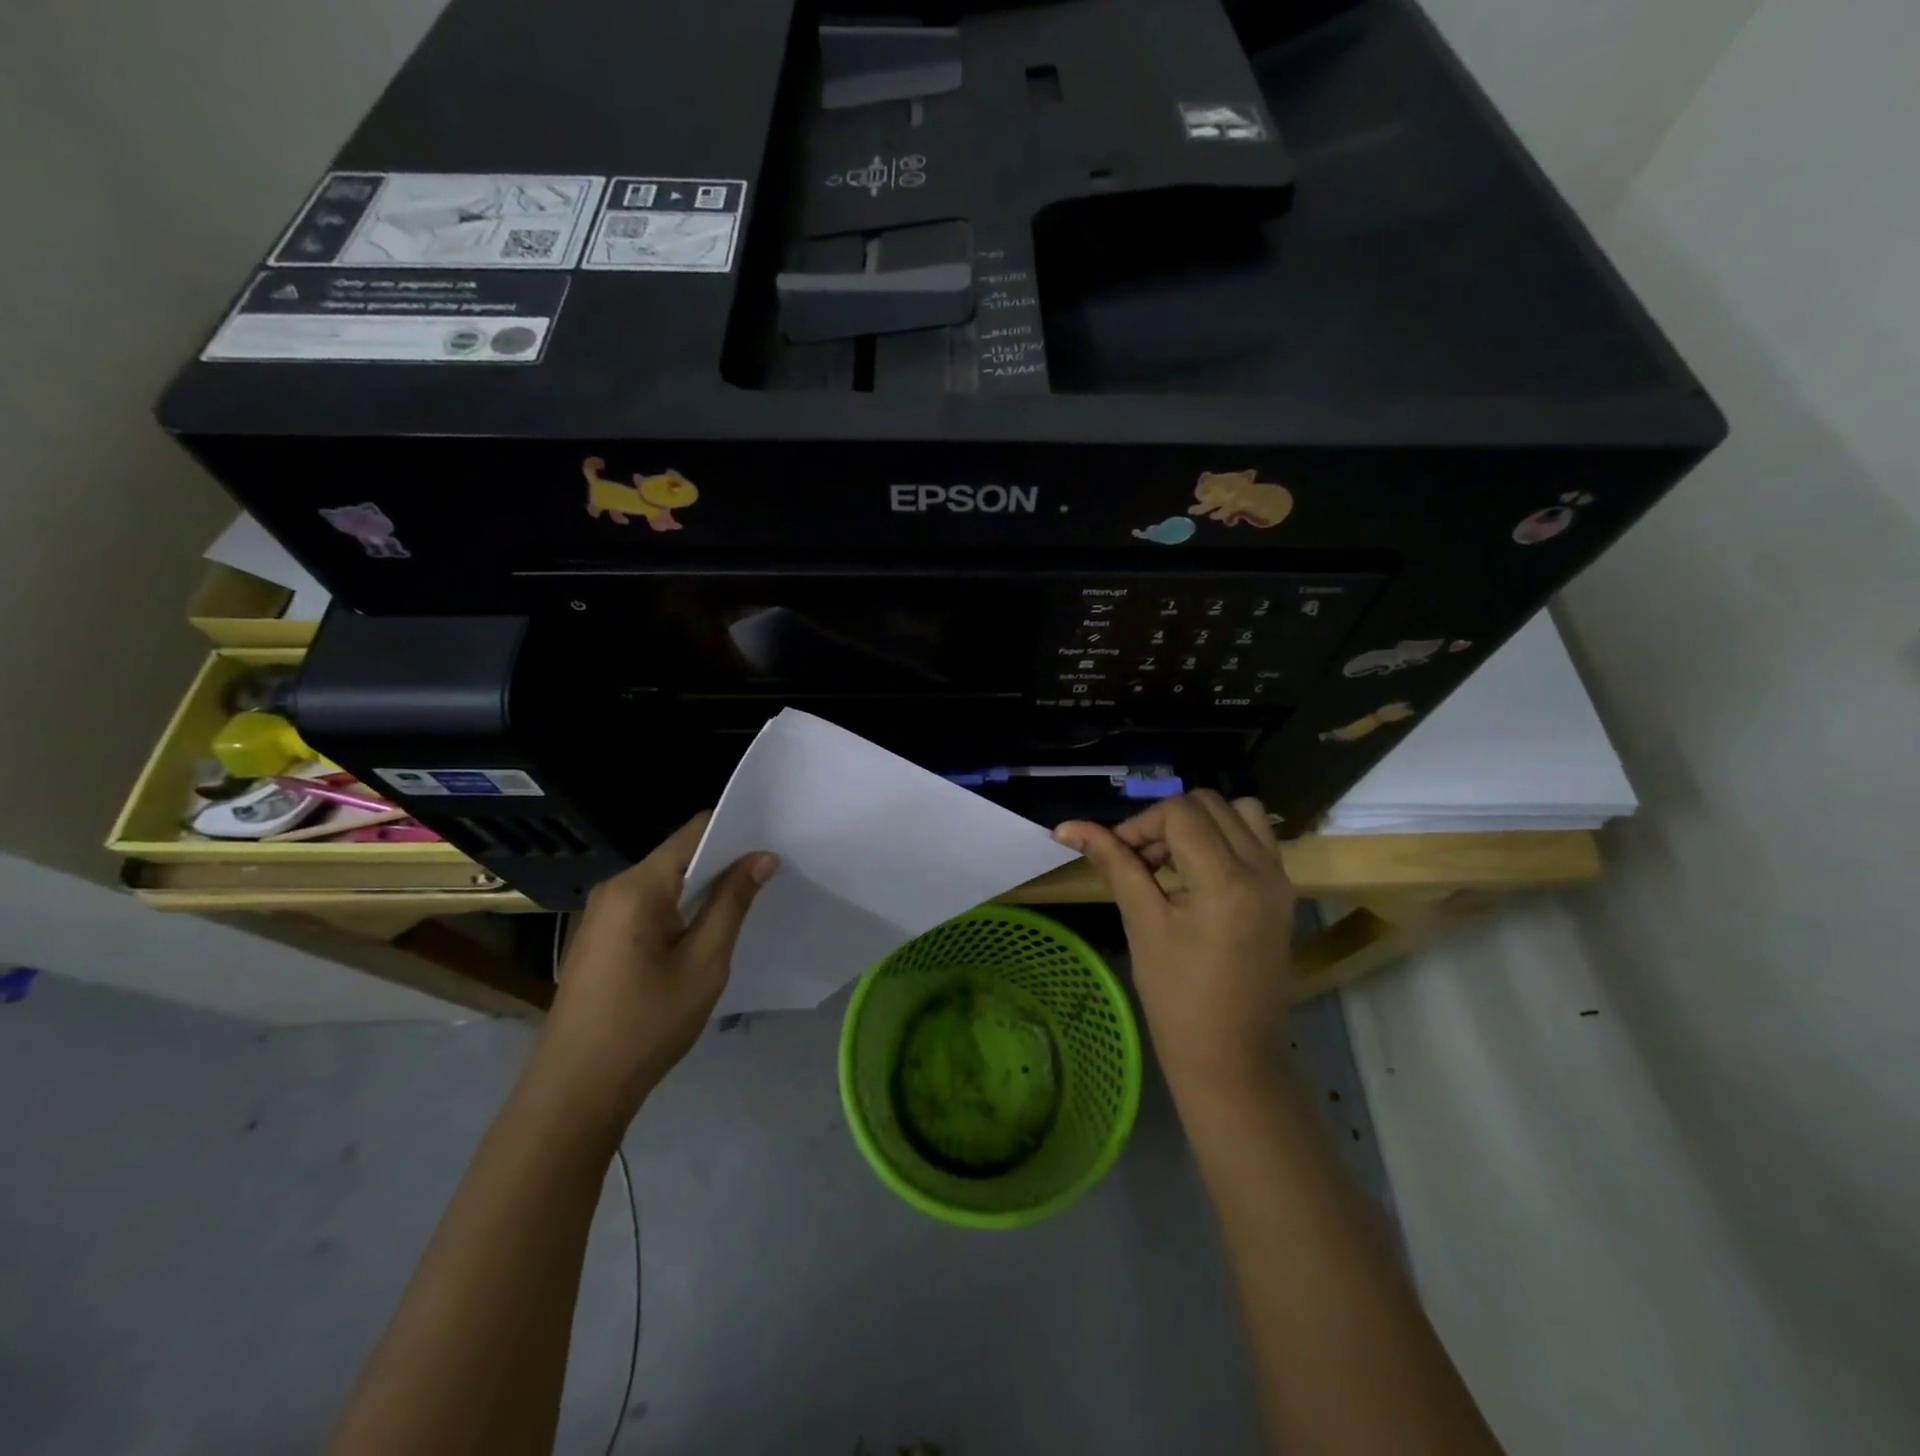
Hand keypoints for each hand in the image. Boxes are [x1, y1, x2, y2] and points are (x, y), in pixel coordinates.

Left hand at [528, 813, 777, 1128]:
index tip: (773, 842)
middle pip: (678, 855)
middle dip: (724, 861)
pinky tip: (704, 930)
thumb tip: (762, 857)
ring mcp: (602, 913)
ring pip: (665, 882)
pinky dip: (681, 908)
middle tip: (770, 874)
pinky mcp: (600, 937)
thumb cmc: (647, 1023)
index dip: (736, 830)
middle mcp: (614, 888)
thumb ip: (732, 903)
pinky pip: (649, 905)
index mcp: (638, 886)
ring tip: (746, 900)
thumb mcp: (704, 962)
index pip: (694, 832)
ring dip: (703, 887)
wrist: (576, 1090)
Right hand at [1056, 792, 1295, 1103]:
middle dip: (1168, 820)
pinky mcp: (1283, 893)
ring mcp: (1280, 879)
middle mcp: (1262, 868)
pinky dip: (1225, 838)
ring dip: (1201, 823)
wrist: (1232, 1057)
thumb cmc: (1177, 997)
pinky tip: (1198, 875)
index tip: (1118, 855)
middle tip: (1141, 860)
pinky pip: (1257, 839)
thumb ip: (1114, 863)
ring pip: (1240, 812)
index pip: (1179, 813)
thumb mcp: (1141, 923)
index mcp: (1225, 878)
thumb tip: (1068, 827)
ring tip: (1173, 862)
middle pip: (1210, 804)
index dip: (1140, 824)